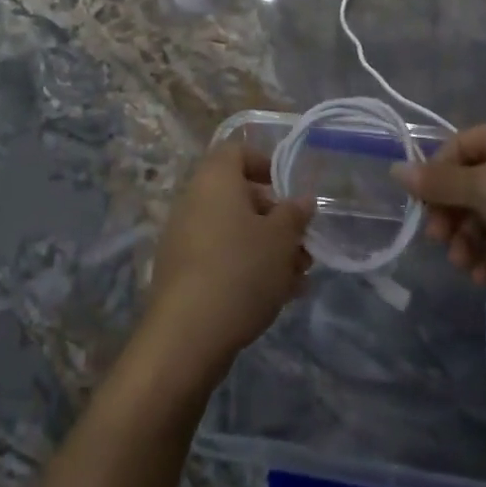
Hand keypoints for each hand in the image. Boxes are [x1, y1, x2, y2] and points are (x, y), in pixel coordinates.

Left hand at [140, 141, 313, 380]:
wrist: (187, 335)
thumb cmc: (241, 270)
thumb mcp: (281, 239)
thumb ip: (294, 215)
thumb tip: (302, 199)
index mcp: (214, 179)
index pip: (236, 151)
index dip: (265, 164)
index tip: (289, 190)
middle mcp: (194, 200)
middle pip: (239, 196)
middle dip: (275, 219)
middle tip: (303, 245)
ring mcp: (184, 237)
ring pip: (233, 232)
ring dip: (267, 248)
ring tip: (299, 278)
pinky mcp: (182, 272)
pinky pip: (220, 257)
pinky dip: (247, 268)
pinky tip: (277, 298)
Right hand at [390, 119, 485, 322]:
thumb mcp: (483, 190)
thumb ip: (437, 182)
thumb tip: (395, 169)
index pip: (458, 147)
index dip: (436, 174)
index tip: (423, 204)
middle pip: (469, 184)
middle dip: (451, 214)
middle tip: (438, 240)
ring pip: (484, 215)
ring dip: (467, 240)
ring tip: (462, 265)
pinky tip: (482, 277)